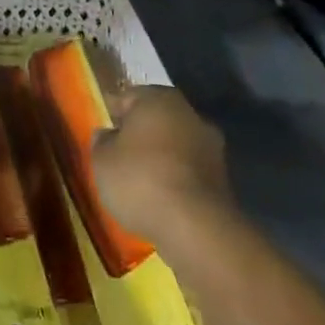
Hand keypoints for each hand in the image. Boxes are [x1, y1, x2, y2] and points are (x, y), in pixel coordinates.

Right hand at [91, 85, 237, 241]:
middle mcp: (189, 114)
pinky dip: (176, 178)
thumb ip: (101, 142)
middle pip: (156, 119)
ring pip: (176, 144)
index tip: (102, 132)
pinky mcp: (223, 178)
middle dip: (140, 134)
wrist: (196, 227)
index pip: (128, 97)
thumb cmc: (140, 180)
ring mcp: (211, 146)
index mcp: (158, 99)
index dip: (112, 113)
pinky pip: (189, 170)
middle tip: (120, 155)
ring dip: (161, 157)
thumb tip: (107, 135)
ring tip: (140, 180)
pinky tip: (161, 197)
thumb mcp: (102, 160)